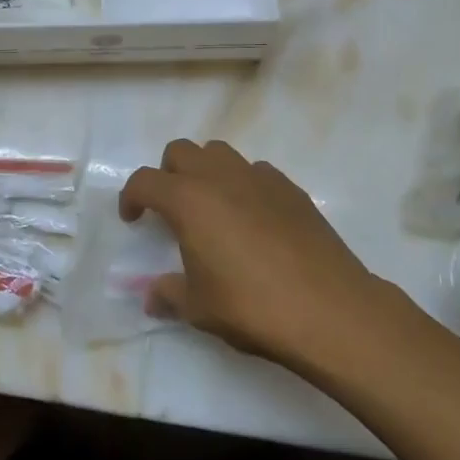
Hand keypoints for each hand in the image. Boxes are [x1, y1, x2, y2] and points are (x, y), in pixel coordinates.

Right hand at [120, 139, 386, 367]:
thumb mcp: (200, 308)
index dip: (131, 197)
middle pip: (181, 151)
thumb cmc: (252, 306)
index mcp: (189, 200)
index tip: (133, 219)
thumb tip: (152, 296)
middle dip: (168, 174)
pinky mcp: (291, 188)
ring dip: (206, 171)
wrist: (328, 308)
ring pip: (220, 153)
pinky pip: (256, 171)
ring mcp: (259, 177)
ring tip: (212, 208)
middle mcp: (220, 177)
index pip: (145, 181)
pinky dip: (244, 185)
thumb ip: (169, 295)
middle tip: (172, 210)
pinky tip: (253, 219)